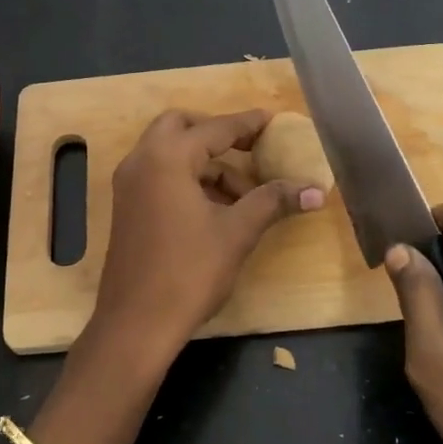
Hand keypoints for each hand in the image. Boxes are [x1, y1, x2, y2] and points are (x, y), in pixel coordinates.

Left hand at [87, 110, 322, 368]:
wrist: (135, 323)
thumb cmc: (188, 272)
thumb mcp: (237, 233)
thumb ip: (273, 201)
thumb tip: (316, 190)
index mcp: (167, 157)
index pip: (214, 129)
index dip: (247, 124)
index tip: (272, 121)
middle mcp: (141, 161)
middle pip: (181, 126)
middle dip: (216, 134)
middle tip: (250, 150)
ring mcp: (128, 184)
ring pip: (169, 153)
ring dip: (205, 163)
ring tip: (244, 196)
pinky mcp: (126, 207)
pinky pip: (159, 175)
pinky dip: (187, 179)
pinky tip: (216, 209)